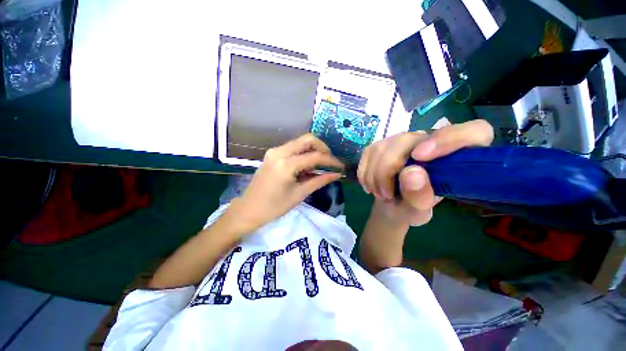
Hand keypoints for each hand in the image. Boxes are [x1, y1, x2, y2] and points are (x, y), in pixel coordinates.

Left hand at [231, 134, 343, 230]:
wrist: (249, 209)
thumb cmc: (274, 207)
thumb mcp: (300, 194)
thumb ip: (320, 181)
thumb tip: (337, 174)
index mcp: (286, 164)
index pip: (315, 156)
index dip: (331, 160)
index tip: (340, 166)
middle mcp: (279, 152)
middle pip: (307, 139)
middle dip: (323, 148)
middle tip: (330, 161)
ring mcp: (274, 151)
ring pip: (300, 142)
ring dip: (313, 150)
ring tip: (321, 164)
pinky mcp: (272, 154)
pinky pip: (293, 148)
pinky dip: (304, 153)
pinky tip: (308, 165)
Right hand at [357, 120, 493, 225]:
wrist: (389, 203)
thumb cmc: (411, 207)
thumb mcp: (418, 211)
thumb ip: (420, 196)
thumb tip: (411, 173)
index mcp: (455, 156)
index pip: (473, 132)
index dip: (450, 139)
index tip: (420, 157)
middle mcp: (429, 140)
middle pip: (407, 140)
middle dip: (388, 169)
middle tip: (386, 194)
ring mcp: (401, 140)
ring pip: (382, 147)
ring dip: (374, 175)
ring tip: (380, 194)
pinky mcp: (380, 144)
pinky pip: (368, 154)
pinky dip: (365, 173)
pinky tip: (370, 186)